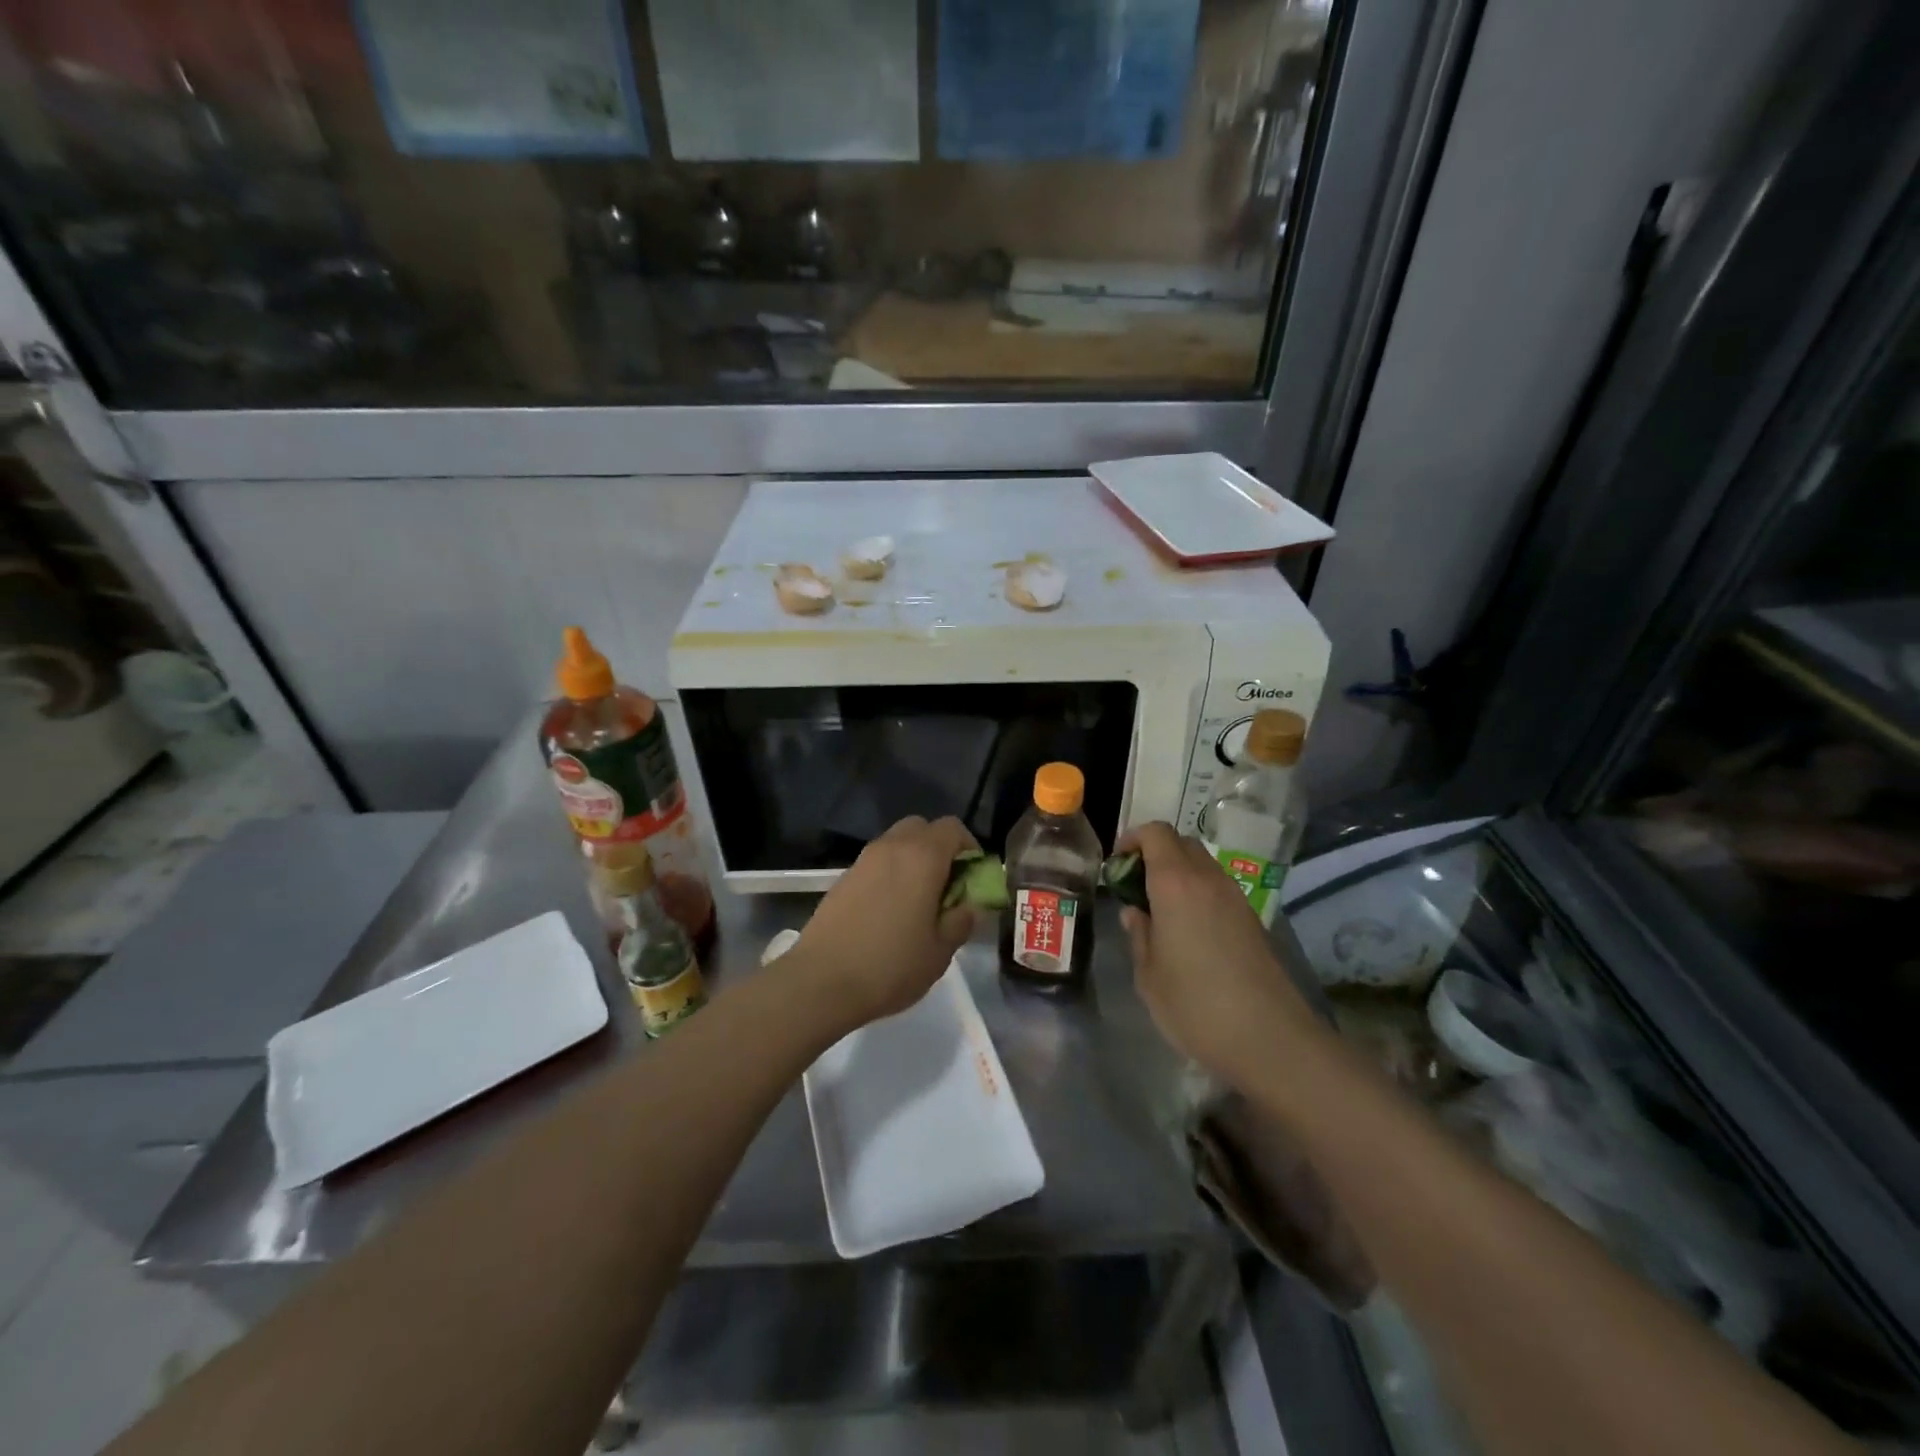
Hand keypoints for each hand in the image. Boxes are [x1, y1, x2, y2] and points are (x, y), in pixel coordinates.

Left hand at [794, 816, 978, 1026]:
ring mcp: (863, 860)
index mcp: (922, 857)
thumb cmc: (890, 965)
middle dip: (939, 848)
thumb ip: (961, 920)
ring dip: (912, 860)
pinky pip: (876, 863)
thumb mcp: (940, 951)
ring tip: (917, 901)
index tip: (972, 877)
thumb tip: (969, 905)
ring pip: (896, 843)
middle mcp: (891, 847)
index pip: (953, 828)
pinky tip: (889, 912)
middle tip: (946, 885)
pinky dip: (889, 874)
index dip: (969, 847)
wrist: (821, 982)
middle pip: (921, 827)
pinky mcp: (842, 878)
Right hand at [1118, 822, 1316, 1082]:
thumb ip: (1139, 934)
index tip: (1117, 866)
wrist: (1270, 1040)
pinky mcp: (1252, 920)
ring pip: (1202, 865)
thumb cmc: (1196, 1006)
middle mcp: (1208, 880)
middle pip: (1181, 843)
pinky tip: (1188, 932)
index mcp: (1176, 884)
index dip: (1132, 840)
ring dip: (1177, 874)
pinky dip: (1197, 893)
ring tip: (1159, 912)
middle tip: (1135, 888)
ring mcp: (1235, 898)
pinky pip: (1217, 889)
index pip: (1155, 833)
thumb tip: (1136, 912)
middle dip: (1154, 854)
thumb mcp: (1148, 975)